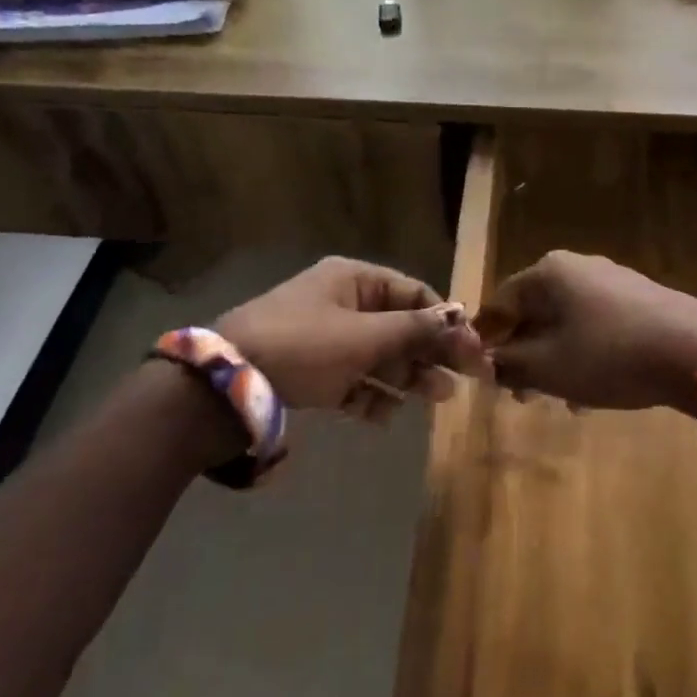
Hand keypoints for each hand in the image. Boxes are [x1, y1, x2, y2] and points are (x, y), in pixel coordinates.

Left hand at [215, 257, 479, 418]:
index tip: (473, 349)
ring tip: (436, 399)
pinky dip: (371, 395)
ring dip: (407, 376)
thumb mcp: (363, 337)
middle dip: (430, 352)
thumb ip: (414, 330)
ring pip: (378, 355)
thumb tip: (461, 319)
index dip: (445, 319)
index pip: (413, 293)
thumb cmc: (302, 347)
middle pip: (399, 325)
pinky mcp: (310, 372)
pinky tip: (387, 415)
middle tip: (463, 380)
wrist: (223, 387)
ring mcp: (325, 339)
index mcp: (354, 280)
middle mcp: (342, 303)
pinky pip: (351, 380)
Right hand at [474, 251, 696, 416]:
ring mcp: (612, 279)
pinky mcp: (640, 298)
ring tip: (560, 397)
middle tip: (521, 392)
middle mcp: (577, 266)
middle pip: (534, 309)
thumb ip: (508, 363)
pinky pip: (596, 323)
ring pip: (566, 320)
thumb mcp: (549, 367)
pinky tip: (595, 387)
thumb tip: (484, 362)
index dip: (487, 339)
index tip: (483, 375)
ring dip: (554, 357)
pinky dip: (585, 351)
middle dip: (524, 352)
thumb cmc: (611, 355)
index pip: (500, 302)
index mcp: (548, 272)